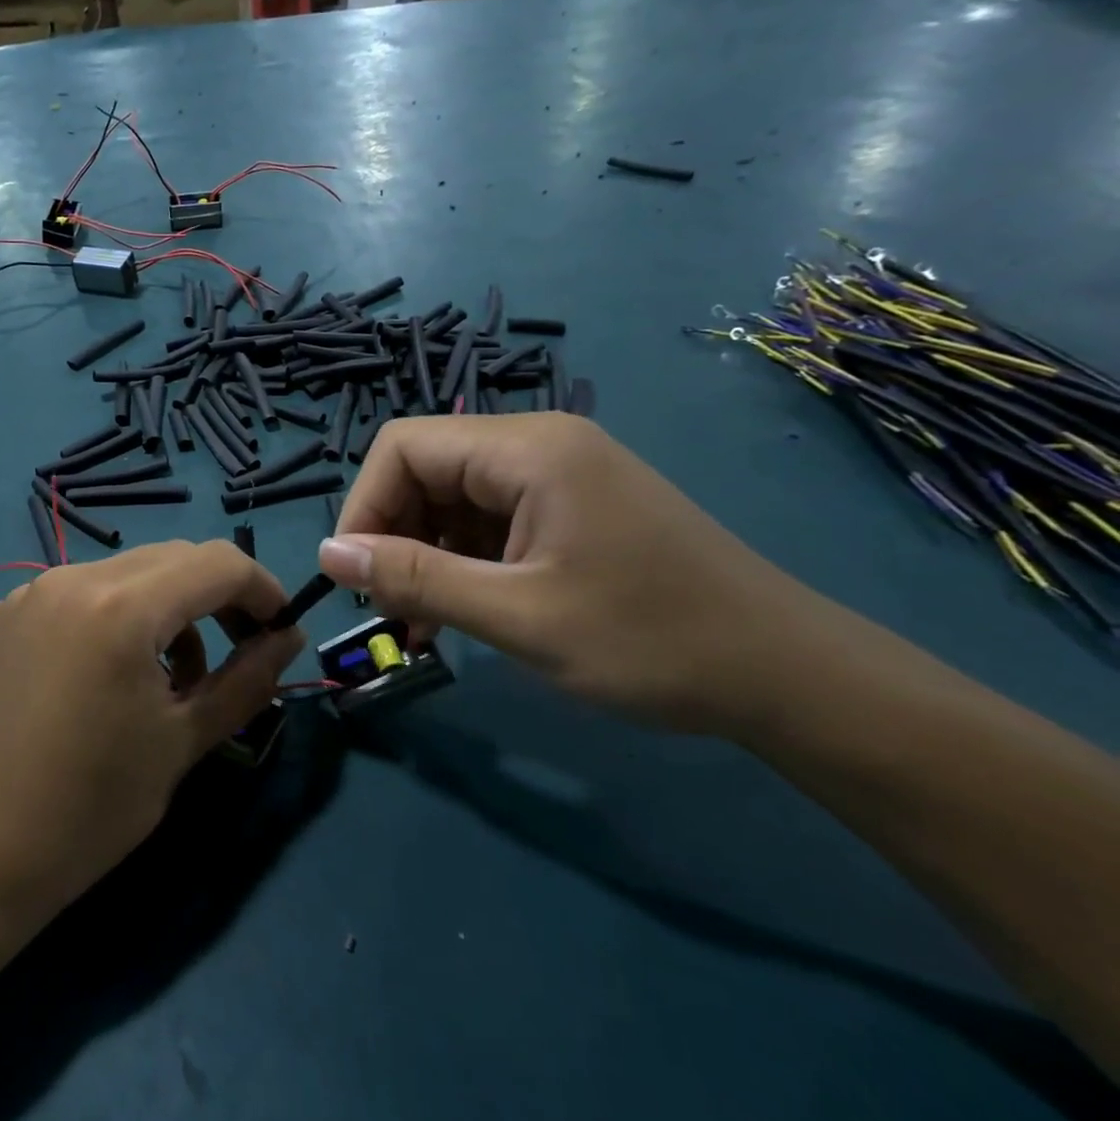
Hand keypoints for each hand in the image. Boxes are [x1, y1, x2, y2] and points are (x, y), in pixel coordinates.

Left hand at [0, 542, 304, 919]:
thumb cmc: (91, 807)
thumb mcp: (183, 741)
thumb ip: (247, 680)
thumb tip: (287, 639)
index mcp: (121, 606)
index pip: (217, 563)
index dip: (262, 589)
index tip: (281, 631)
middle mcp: (73, 578)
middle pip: (173, 558)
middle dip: (218, 595)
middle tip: (241, 650)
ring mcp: (31, 592)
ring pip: (127, 573)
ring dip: (168, 607)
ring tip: (176, 675)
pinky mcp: (5, 615)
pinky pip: (82, 594)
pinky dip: (118, 615)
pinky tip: (112, 674)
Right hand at [316, 414, 823, 733]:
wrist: (791, 677)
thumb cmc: (652, 642)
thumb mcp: (518, 617)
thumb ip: (415, 579)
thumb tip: (328, 553)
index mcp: (527, 449)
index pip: (403, 447)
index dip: (364, 505)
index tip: (357, 577)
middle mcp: (537, 443)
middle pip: (425, 468)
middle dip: (393, 534)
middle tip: (390, 610)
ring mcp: (557, 473)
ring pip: (451, 497)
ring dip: (424, 553)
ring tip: (421, 623)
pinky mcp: (570, 505)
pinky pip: (488, 518)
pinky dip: (461, 559)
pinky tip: (460, 610)